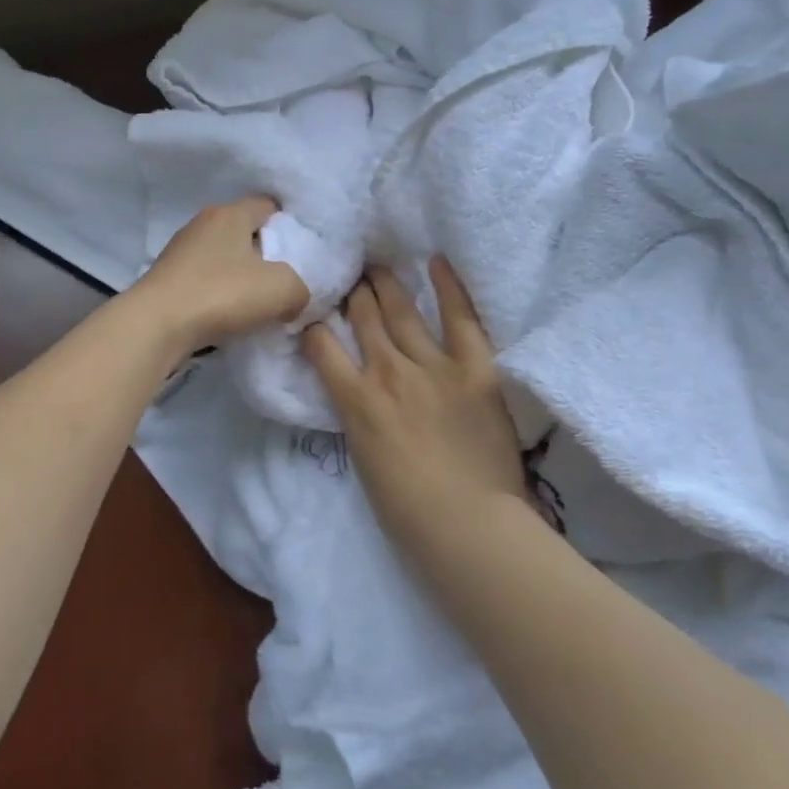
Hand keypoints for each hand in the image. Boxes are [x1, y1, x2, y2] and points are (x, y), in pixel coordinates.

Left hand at [130, 197, 311, 356]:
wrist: (156, 324)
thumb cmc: (221, 294)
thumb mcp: (282, 289)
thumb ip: (302, 286)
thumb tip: (294, 295)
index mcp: (230, 212)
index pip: (268, 206)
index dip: (290, 228)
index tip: (302, 257)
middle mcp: (203, 223)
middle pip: (245, 232)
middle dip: (266, 255)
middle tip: (283, 283)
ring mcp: (180, 249)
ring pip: (223, 257)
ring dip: (240, 277)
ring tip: (257, 305)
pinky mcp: (167, 277)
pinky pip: (204, 278)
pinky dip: (218, 293)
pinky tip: (227, 315)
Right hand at [302, 257, 531, 542]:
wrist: (468, 526)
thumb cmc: (407, 509)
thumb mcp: (363, 455)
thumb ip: (358, 413)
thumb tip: (358, 391)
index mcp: (356, 399)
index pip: (321, 344)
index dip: (313, 322)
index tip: (314, 309)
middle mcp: (387, 372)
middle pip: (362, 317)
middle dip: (352, 292)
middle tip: (350, 274)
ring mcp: (432, 366)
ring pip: (401, 311)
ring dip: (386, 285)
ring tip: (378, 265)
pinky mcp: (474, 369)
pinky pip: (461, 320)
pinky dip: (449, 288)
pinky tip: (436, 262)